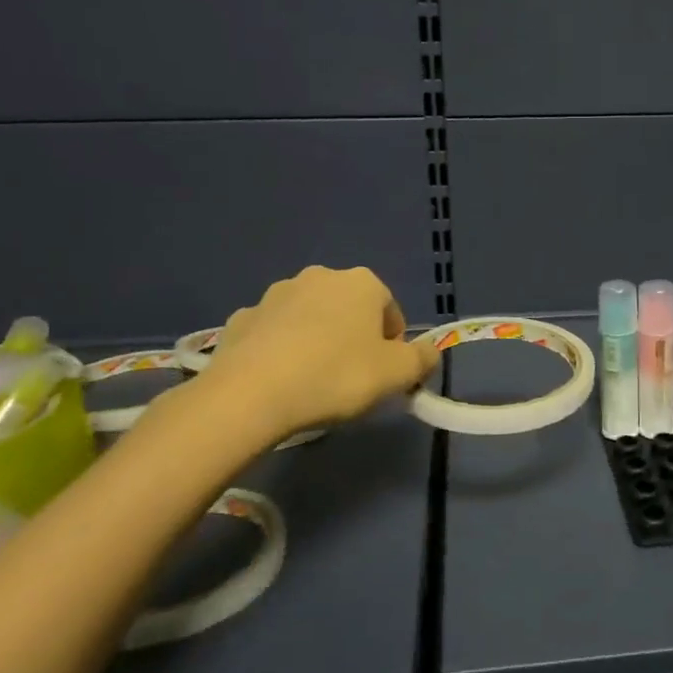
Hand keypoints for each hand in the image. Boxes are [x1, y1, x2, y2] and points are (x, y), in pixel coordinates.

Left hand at [196, 266, 438, 445]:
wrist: (251, 394)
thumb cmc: (337, 376)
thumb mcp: (398, 374)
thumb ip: (422, 359)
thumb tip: (430, 352)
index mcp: (361, 283)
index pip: (390, 310)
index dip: (393, 344)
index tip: (385, 374)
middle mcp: (318, 277)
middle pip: (349, 310)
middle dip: (354, 337)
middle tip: (353, 378)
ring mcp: (274, 295)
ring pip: (310, 319)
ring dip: (317, 341)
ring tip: (314, 382)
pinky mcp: (242, 319)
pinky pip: (274, 333)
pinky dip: (282, 350)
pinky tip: (280, 381)